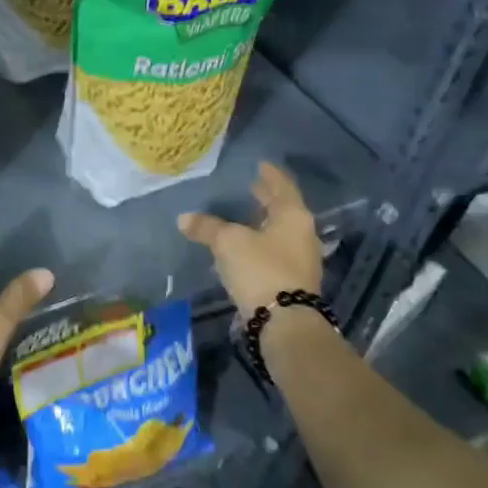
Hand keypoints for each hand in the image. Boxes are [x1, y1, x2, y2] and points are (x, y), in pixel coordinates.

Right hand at [177, 161, 322, 315]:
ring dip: (264, 222)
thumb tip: (184, 218)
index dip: (270, 174)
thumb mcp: (228, 242)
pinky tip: (245, 246)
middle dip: (267, 198)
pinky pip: (275, 252)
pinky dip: (262, 242)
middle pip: (284, 209)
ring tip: (244, 216)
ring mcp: (301, 260)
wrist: (284, 322)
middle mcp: (303, 234)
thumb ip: (207, 227)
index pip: (282, 186)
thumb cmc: (260, 269)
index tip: (261, 165)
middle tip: (251, 186)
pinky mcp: (293, 281)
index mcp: (293, 216)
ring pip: (280, 231)